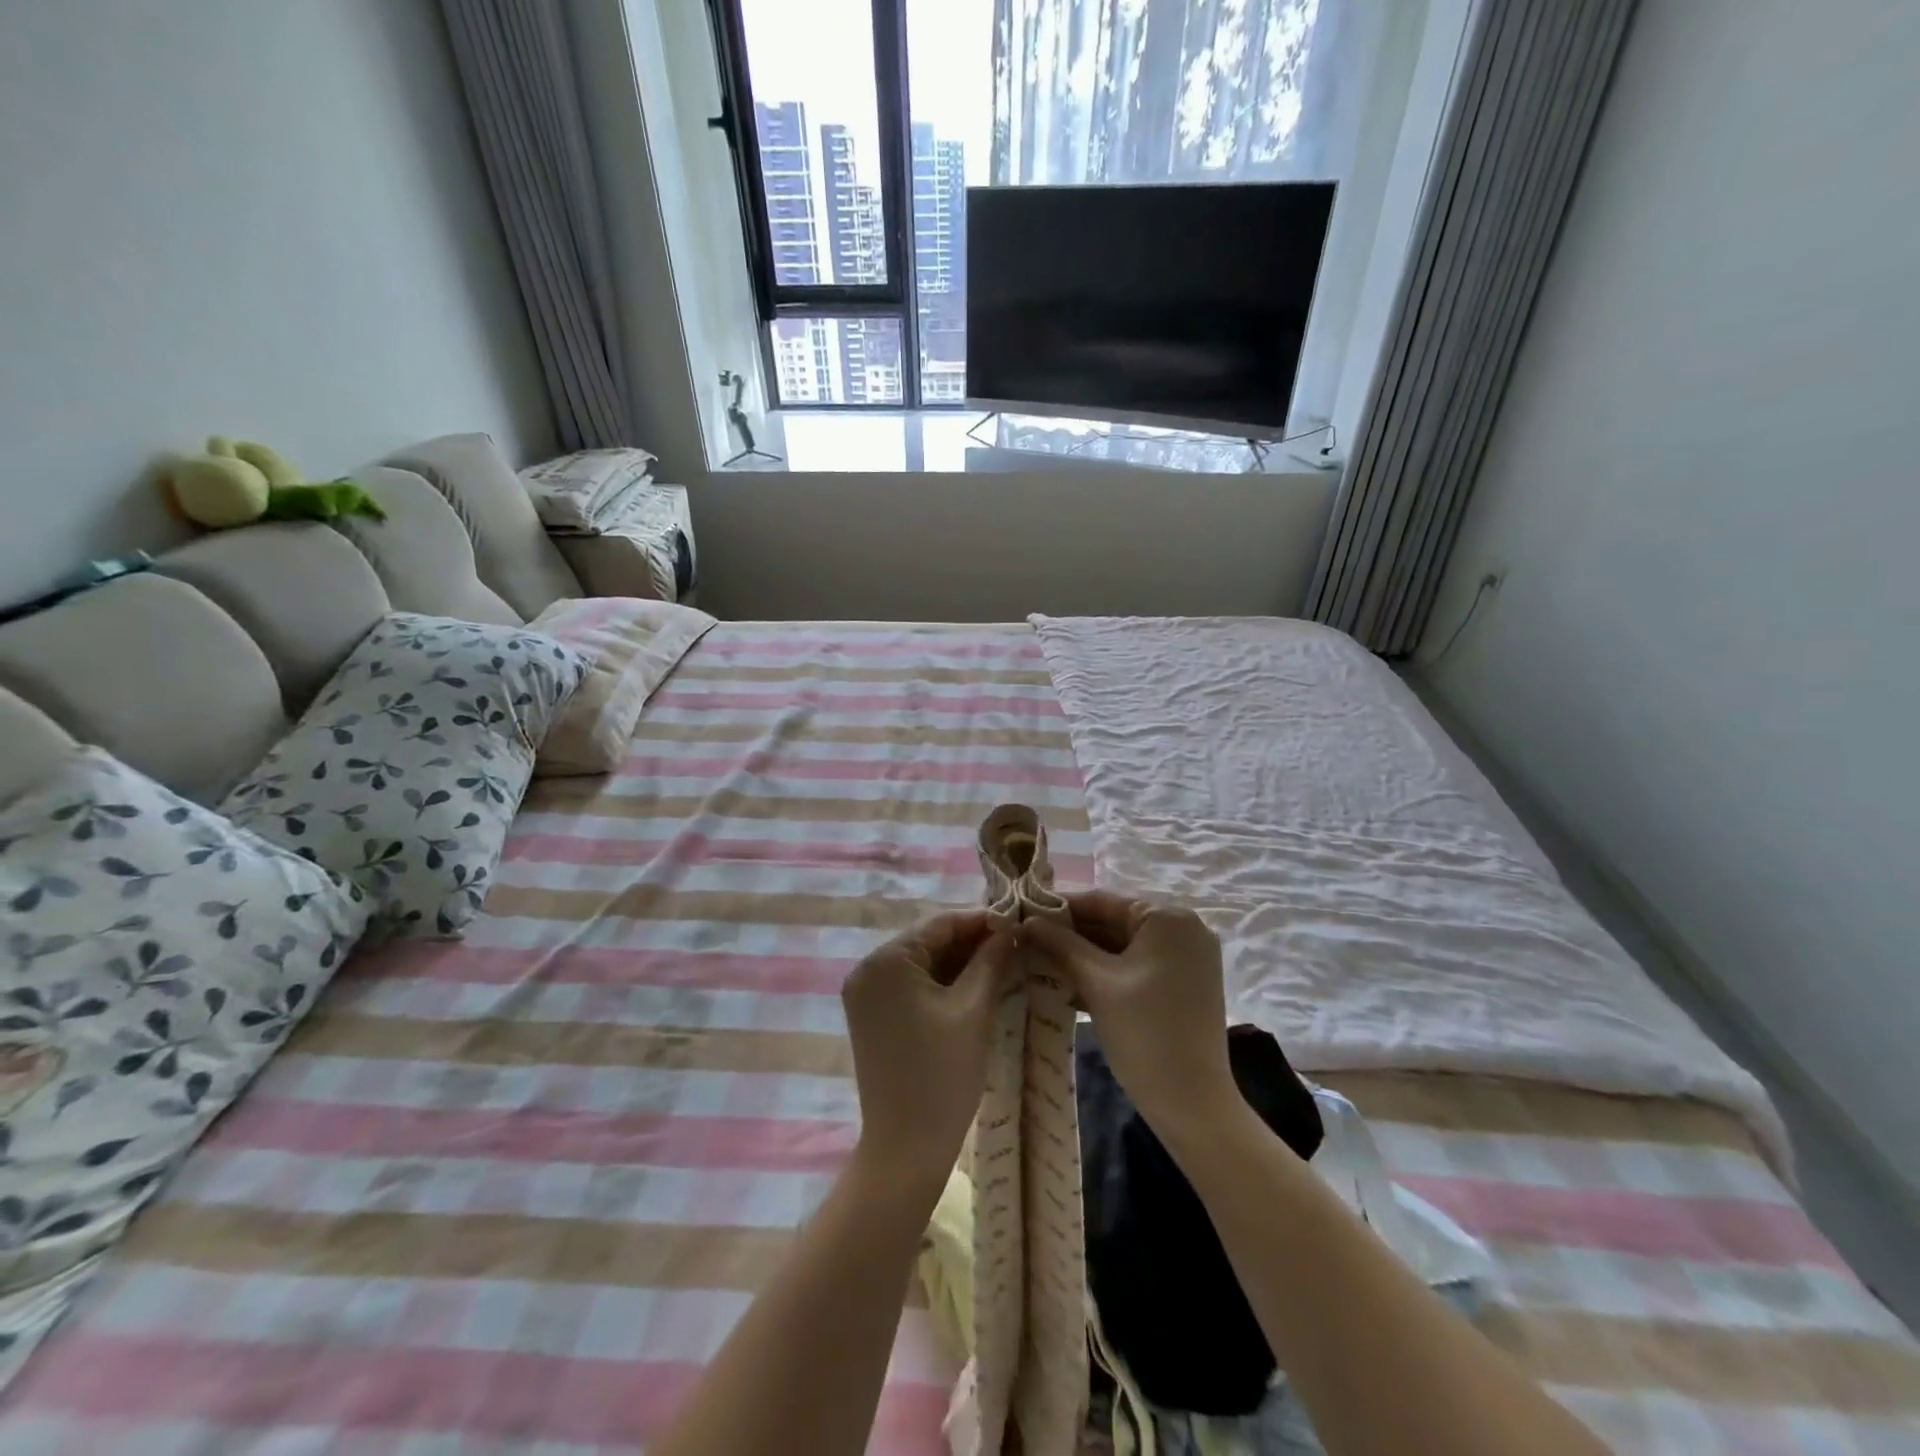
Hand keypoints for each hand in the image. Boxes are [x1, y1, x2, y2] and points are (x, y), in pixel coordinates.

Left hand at [842, 910, 1014, 1192]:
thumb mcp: (974, 1009)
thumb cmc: (943, 1074)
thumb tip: (1010, 928)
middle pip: (928, 942)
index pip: (940, 924)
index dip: (981, 920)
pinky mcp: (872, 1016)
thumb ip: (991, 960)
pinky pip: (911, 986)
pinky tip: (976, 985)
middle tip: (1015, 943)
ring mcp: (865, 994)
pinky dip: (942, 983)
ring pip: (922, 964)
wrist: (906, 1148)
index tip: (1018, 920)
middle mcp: (867, 969)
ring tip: (1003, 962)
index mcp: (886, 960)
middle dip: (971, 942)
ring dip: (959, 963)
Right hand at [1021, 891, 1240, 1145]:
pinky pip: (1138, 964)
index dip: (1058, 908)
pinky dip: (1107, 972)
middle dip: (1071, 934)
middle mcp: (1184, 928)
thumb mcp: (1096, 983)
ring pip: (1124, 945)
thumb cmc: (1144, 1034)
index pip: (1102, 901)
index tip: (1022, 915)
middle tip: (1026, 941)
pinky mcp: (1185, 982)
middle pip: (1114, 921)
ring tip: (1039, 961)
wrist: (1193, 1105)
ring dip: (1085, 955)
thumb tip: (1027, 921)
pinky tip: (1069, 982)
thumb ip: (1061, 945)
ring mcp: (1188, 957)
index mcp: (1168, 917)